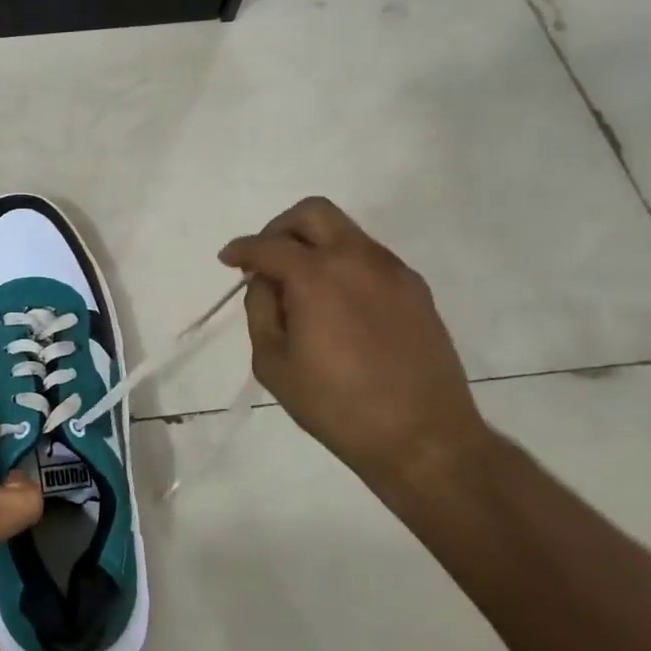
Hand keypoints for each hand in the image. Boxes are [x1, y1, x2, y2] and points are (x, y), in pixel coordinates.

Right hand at [219, 198, 493, 490]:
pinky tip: (335, 304)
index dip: (241, 249)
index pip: (268, 245)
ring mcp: (392, 272)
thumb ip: (261, 311)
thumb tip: (266, 283)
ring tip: (299, 287)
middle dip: (280, 228)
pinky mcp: (416, 290)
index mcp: (316, 276)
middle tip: (265, 258)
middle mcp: (357, 260)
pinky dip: (342, 265)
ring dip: (314, 245)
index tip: (228, 260)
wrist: (423, 437)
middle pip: (313, 213)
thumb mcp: (274, 363)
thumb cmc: (336, 405)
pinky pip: (369, 258)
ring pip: (345, 232)